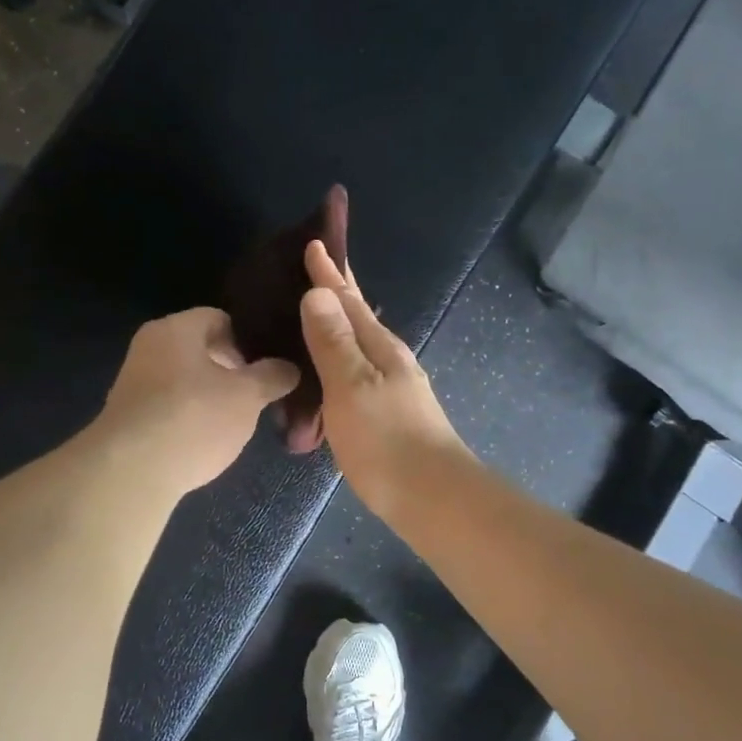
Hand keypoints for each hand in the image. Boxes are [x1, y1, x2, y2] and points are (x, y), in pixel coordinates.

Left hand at [97, 308, 299, 495]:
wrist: (131, 473)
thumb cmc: (194, 419)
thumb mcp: (246, 396)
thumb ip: (271, 376)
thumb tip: (289, 368)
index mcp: (175, 328)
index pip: (220, 318)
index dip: (249, 340)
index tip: (270, 365)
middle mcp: (149, 347)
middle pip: (201, 349)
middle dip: (232, 370)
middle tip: (259, 394)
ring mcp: (134, 382)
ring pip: (185, 380)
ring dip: (211, 396)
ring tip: (237, 421)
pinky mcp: (128, 417)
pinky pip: (169, 407)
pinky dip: (190, 417)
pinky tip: (206, 440)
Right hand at [298, 241, 470, 518]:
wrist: (432, 498)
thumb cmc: (386, 440)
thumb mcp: (352, 385)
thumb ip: (333, 341)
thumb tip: (318, 292)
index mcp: (380, 347)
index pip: (350, 299)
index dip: (331, 272)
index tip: (315, 242)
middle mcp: (389, 360)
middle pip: (358, 316)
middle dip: (337, 291)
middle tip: (313, 268)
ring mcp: (391, 388)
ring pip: (357, 345)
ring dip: (335, 326)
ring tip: (309, 316)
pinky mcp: (386, 415)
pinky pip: (354, 373)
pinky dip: (336, 362)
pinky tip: (325, 374)